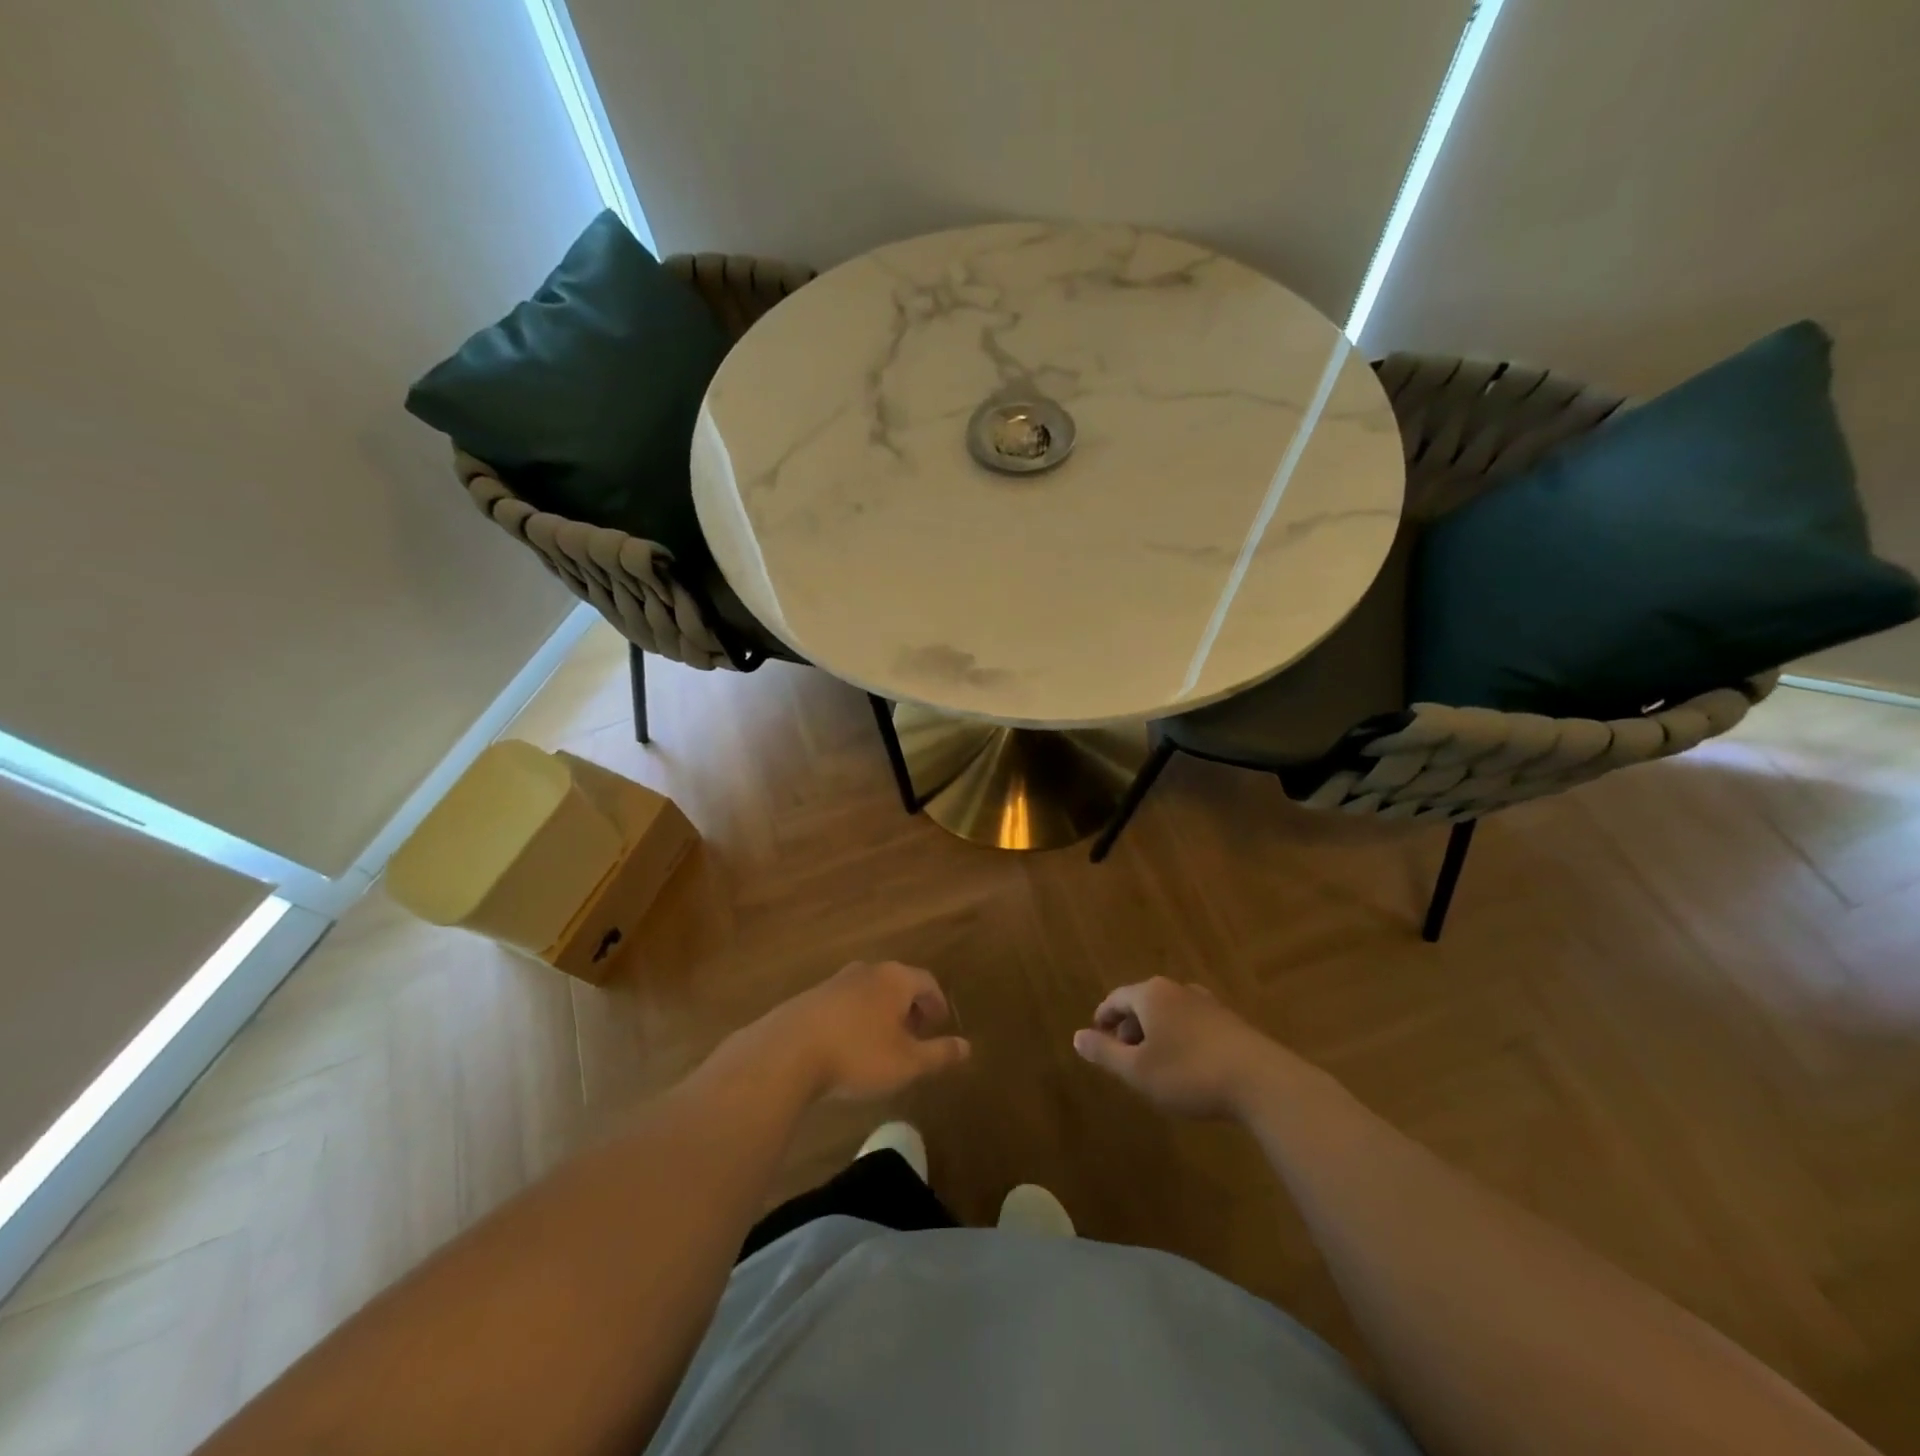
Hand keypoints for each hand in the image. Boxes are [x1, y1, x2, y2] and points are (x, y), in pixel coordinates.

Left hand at [743, 961, 970, 1103]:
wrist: (788, 1052)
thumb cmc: (858, 1054)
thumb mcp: (907, 1062)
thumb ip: (939, 1053)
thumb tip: (967, 1047)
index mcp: (895, 978)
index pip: (926, 981)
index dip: (937, 1002)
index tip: (940, 1023)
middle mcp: (867, 970)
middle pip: (897, 982)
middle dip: (909, 1006)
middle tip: (915, 1033)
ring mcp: (836, 981)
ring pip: (869, 991)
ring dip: (881, 1012)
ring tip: (882, 1042)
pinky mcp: (810, 997)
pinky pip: (844, 1003)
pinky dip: (855, 1018)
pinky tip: (849, 1045)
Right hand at [1073, 978, 1280, 1118]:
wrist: (1261, 1082)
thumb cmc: (1188, 1073)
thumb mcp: (1138, 1070)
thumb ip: (1105, 1053)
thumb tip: (1077, 1036)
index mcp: (1151, 994)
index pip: (1116, 998)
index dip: (1103, 1019)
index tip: (1097, 1039)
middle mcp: (1178, 990)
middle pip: (1143, 1002)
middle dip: (1129, 1028)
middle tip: (1124, 1058)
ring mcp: (1207, 1003)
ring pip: (1170, 1013)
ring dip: (1156, 1034)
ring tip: (1154, 1063)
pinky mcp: (1230, 1022)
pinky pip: (1192, 1023)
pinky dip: (1180, 1038)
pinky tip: (1187, 1065)